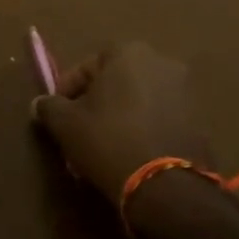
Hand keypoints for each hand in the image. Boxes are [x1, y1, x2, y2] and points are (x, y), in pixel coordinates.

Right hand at [30, 41, 213, 204]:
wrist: (166, 185)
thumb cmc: (109, 141)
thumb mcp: (67, 125)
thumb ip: (50, 107)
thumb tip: (39, 103)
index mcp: (128, 52)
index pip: (86, 66)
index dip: (67, 90)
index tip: (57, 115)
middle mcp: (161, 61)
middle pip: (115, 80)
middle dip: (95, 103)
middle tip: (79, 131)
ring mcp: (185, 89)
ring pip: (138, 99)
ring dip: (119, 116)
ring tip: (103, 146)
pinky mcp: (198, 118)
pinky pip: (159, 117)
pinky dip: (143, 128)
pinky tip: (130, 153)